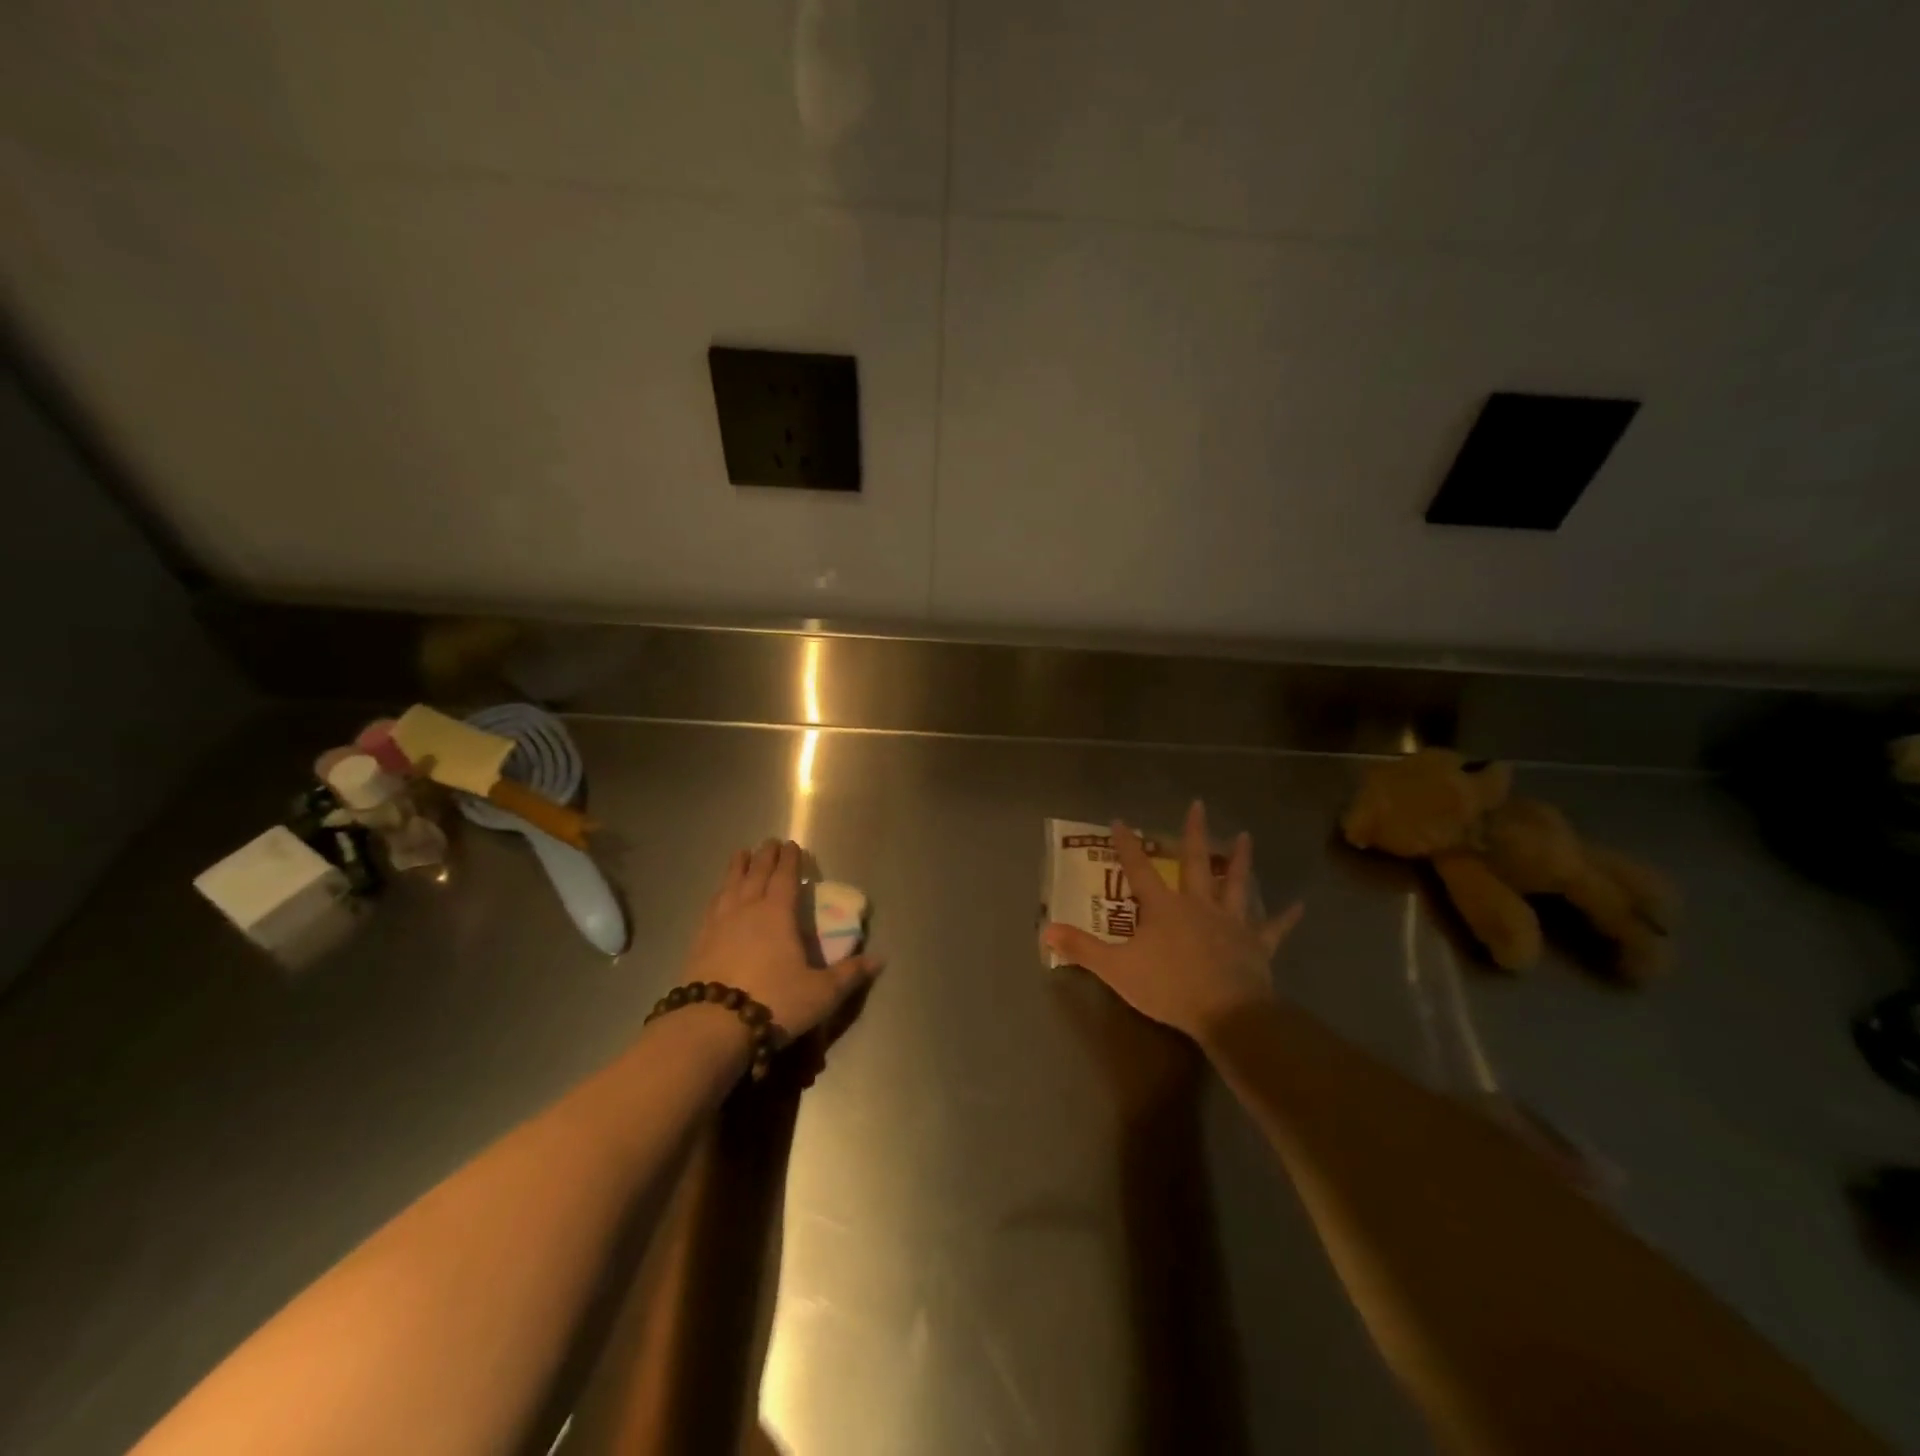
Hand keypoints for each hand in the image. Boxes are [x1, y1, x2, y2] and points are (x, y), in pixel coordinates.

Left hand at [681, 839, 879, 1038]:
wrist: (712, 1026)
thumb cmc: (774, 1002)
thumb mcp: (821, 993)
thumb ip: (849, 974)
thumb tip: (880, 959)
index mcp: (777, 913)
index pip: (785, 877)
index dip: (790, 859)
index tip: (792, 844)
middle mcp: (747, 909)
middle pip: (756, 874)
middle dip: (765, 856)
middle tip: (769, 842)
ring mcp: (719, 923)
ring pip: (730, 885)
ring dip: (737, 867)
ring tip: (742, 854)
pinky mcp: (699, 941)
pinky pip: (711, 906)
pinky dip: (718, 892)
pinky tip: (718, 895)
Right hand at [1042, 801, 1300, 1046]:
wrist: (1226, 1012)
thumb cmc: (1169, 986)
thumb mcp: (1117, 969)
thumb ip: (1082, 948)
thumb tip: (1046, 929)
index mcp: (1163, 907)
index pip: (1138, 869)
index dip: (1127, 845)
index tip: (1119, 820)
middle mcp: (1198, 904)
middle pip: (1195, 862)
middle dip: (1193, 833)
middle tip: (1198, 804)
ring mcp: (1230, 922)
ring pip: (1236, 884)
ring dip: (1241, 860)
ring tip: (1246, 836)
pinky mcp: (1256, 944)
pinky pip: (1273, 928)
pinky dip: (1285, 917)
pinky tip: (1300, 905)